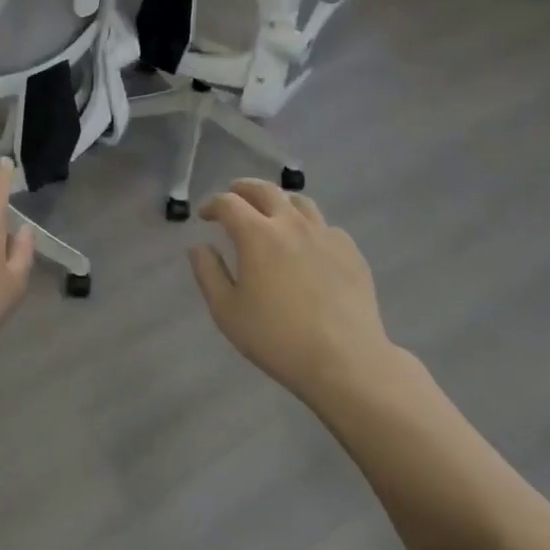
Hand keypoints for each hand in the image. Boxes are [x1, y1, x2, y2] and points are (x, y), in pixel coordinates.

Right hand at [188, 179, 398, 406]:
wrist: (345, 361)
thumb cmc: (277, 338)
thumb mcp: (227, 311)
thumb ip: (208, 273)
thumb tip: (199, 246)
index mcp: (257, 234)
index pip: (228, 203)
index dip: (212, 205)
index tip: (205, 216)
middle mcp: (291, 223)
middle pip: (265, 189)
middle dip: (243, 188)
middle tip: (234, 196)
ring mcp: (325, 234)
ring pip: (299, 201)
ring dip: (278, 201)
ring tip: (272, 213)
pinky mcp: (350, 251)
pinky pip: (325, 226)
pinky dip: (309, 226)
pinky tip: (307, 245)